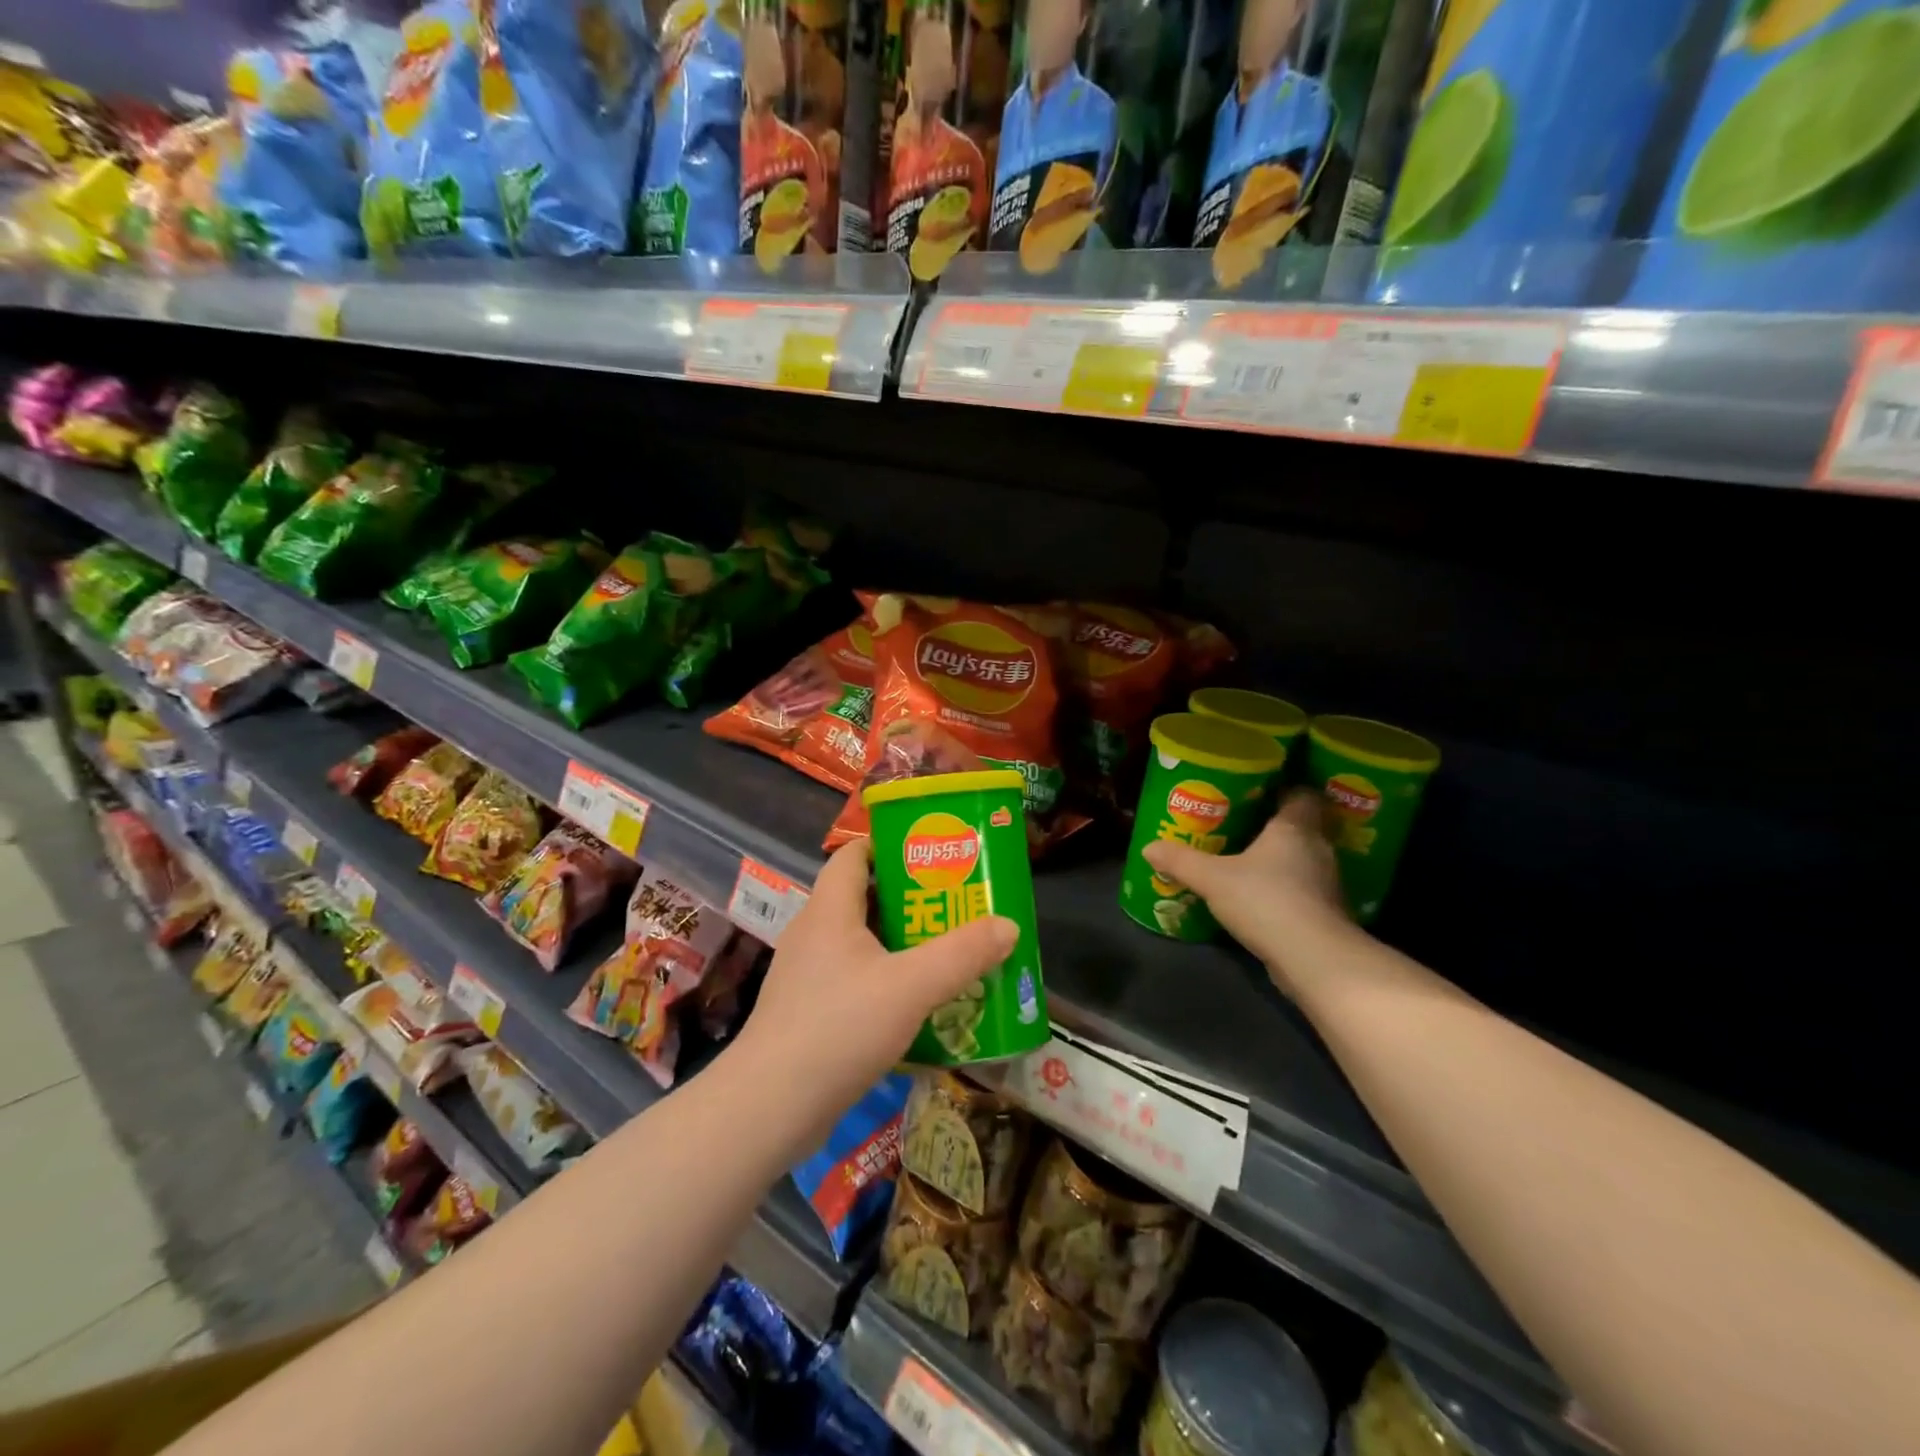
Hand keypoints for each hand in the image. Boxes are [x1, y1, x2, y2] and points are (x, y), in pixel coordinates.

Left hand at [735, 842, 1017, 1137]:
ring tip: (945, 951)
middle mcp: (813, 933)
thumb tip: (1008, 925)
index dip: (891, 845)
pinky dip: (884, 979)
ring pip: (860, 942)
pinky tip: (915, 1003)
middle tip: (955, 905)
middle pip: (863, 897)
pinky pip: (852, 978)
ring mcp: (806, 974)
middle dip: (910, 898)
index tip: (933, 854)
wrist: (770, 1107)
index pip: (854, 854)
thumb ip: (963, 954)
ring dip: (900, 943)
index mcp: (829, 910)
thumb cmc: (839, 1028)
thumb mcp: (911, 987)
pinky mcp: (807, 1011)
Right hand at [1142, 789, 1351, 992]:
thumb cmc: (1266, 900)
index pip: (1301, 794)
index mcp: (1295, 827)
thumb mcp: (1212, 879)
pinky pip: (1303, 889)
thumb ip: (1181, 861)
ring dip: (1280, 860)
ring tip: (1247, 860)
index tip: (1258, 790)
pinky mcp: (1326, 913)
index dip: (1282, 789)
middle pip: (1301, 826)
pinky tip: (1261, 896)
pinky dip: (1285, 889)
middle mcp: (1318, 848)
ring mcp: (1327, 883)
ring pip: (1303, 859)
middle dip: (1274, 825)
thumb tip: (1148, 847)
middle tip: (1241, 823)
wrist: (1314, 959)